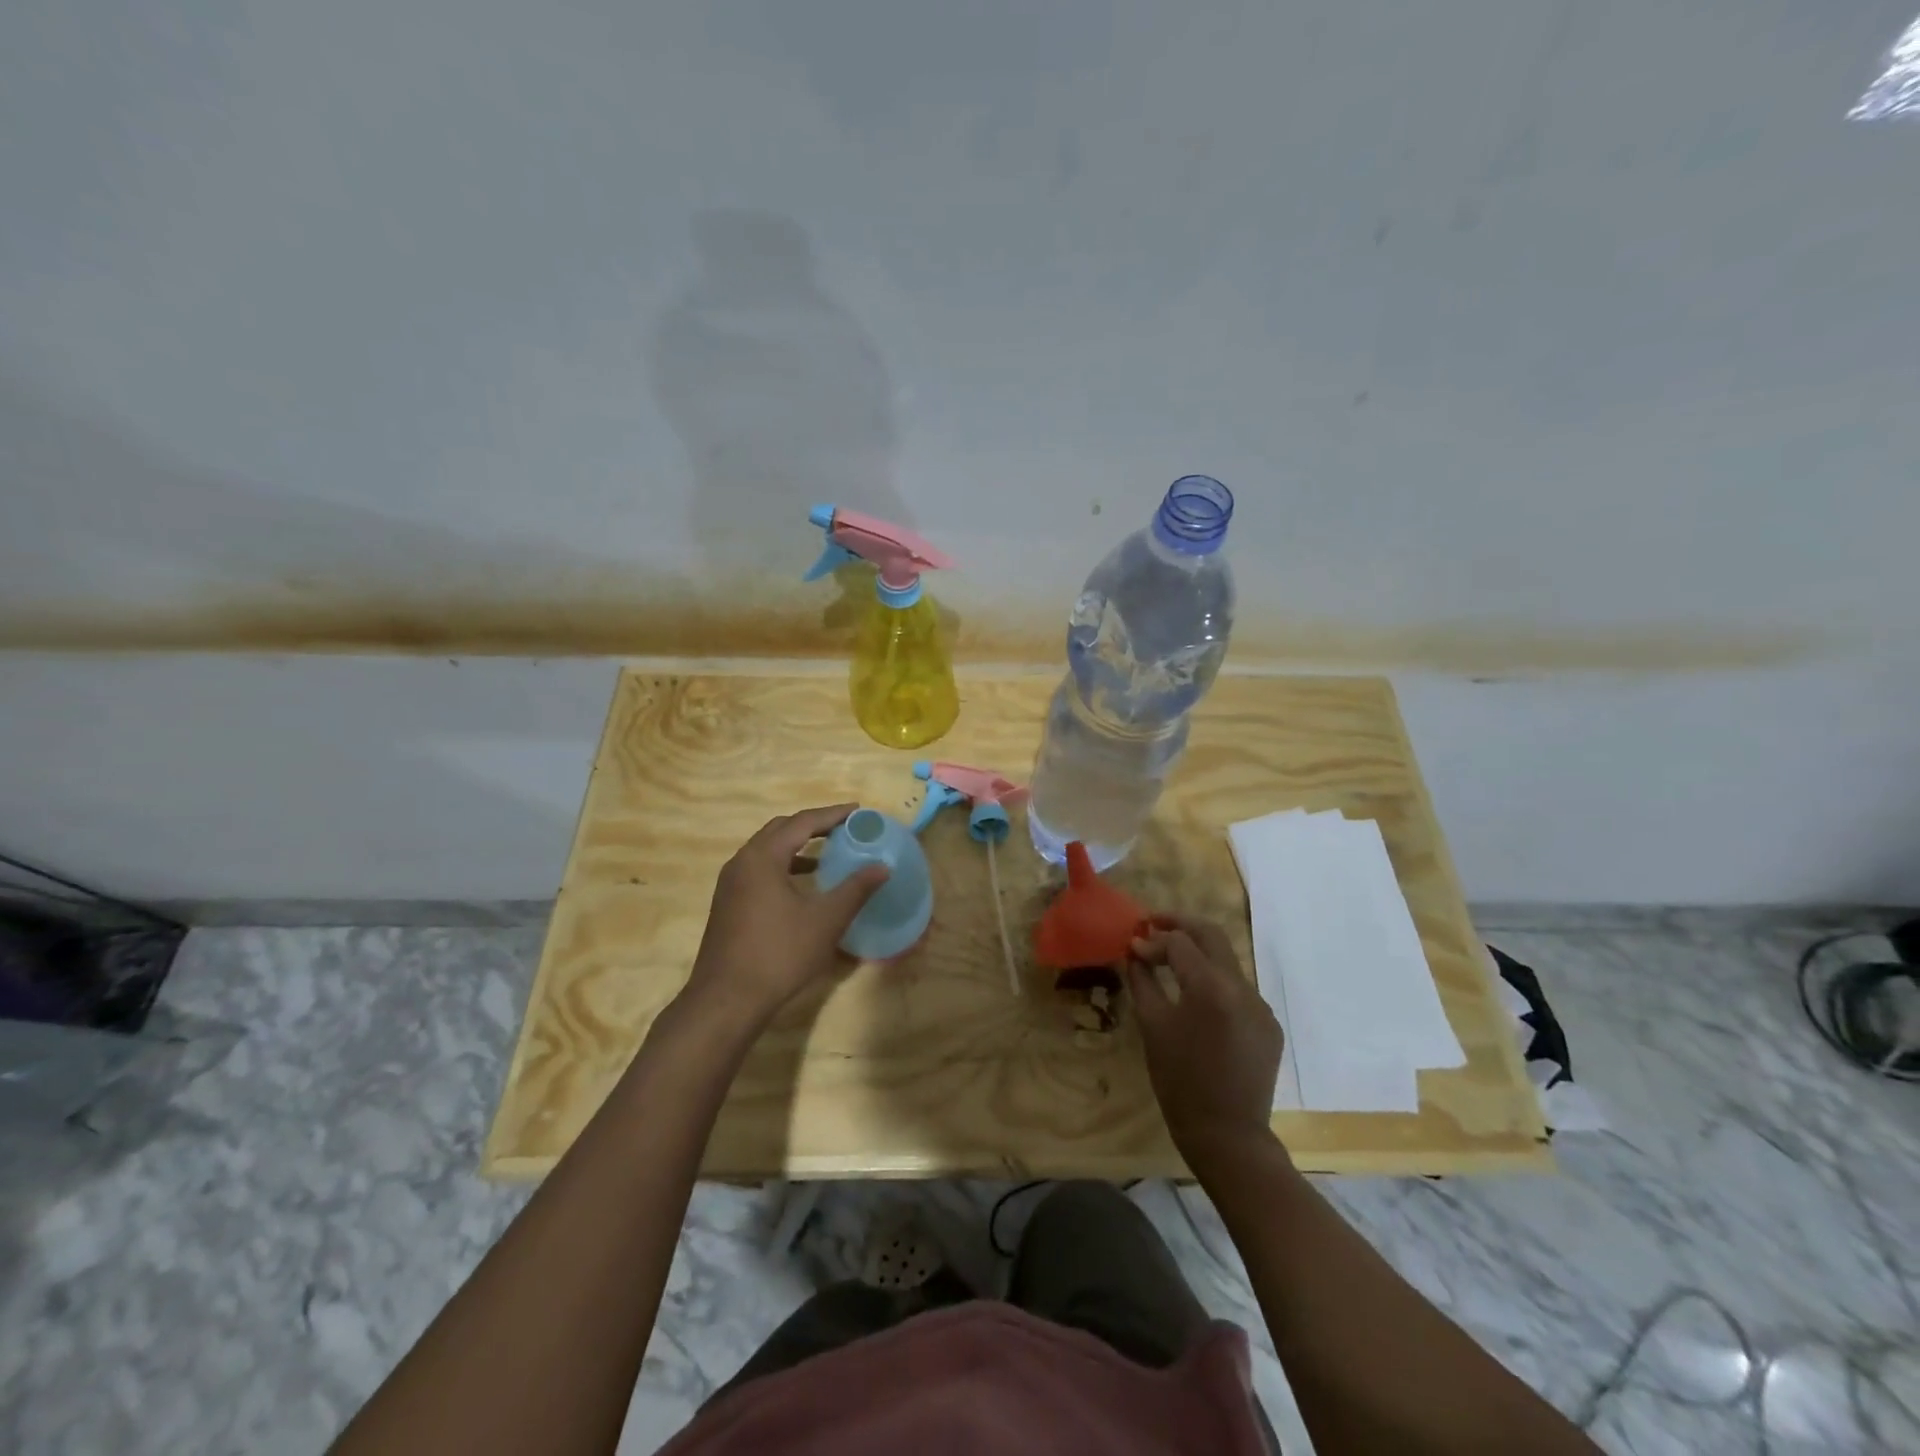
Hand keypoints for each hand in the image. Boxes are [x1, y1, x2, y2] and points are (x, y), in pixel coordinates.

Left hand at [682, 804, 889, 1027]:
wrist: (726, 1000)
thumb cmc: (779, 954)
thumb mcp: (825, 920)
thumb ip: (855, 889)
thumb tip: (882, 867)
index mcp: (762, 857)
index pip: (802, 822)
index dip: (832, 814)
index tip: (858, 811)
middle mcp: (742, 862)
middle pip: (780, 829)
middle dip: (813, 825)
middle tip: (844, 828)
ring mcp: (730, 884)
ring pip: (767, 850)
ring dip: (797, 846)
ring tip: (828, 853)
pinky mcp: (728, 904)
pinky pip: (759, 869)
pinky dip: (784, 866)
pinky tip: (802, 886)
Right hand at [1124, 917, 1282, 1162]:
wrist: (1227, 1135)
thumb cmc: (1180, 1081)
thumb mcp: (1152, 1026)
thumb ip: (1143, 980)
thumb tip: (1136, 951)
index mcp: (1212, 988)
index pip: (1179, 942)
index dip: (1152, 939)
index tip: (1132, 945)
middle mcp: (1243, 988)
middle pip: (1211, 935)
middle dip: (1180, 924)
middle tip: (1152, 924)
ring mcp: (1261, 1006)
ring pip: (1226, 961)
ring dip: (1198, 952)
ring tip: (1169, 957)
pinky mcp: (1269, 1024)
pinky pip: (1238, 989)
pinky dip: (1214, 981)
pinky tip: (1195, 997)